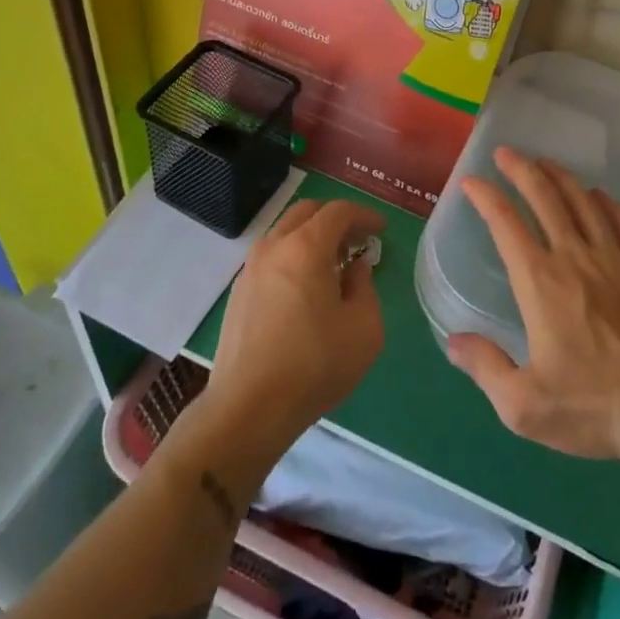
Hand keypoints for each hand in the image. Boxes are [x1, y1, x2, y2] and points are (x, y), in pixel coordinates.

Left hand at [197, 198, 386, 468]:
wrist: (249, 407)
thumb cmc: (315, 364)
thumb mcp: (364, 328)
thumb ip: (365, 287)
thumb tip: (355, 268)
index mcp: (306, 246)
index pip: (339, 211)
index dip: (364, 215)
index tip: (381, 230)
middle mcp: (274, 246)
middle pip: (307, 212)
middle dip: (336, 220)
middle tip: (357, 242)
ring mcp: (250, 268)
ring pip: (285, 233)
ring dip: (312, 237)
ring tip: (333, 265)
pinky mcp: (238, 292)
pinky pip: (271, 257)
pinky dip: (293, 256)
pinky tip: (305, 288)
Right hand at [449, 148, 619, 461]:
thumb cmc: (594, 405)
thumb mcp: (524, 405)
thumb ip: (486, 368)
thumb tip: (453, 340)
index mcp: (540, 282)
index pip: (506, 224)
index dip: (486, 196)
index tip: (472, 181)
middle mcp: (574, 258)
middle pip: (545, 198)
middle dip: (522, 170)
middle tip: (507, 153)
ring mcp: (614, 260)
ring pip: (583, 202)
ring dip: (561, 177)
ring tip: (546, 163)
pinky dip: (608, 203)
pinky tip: (600, 196)